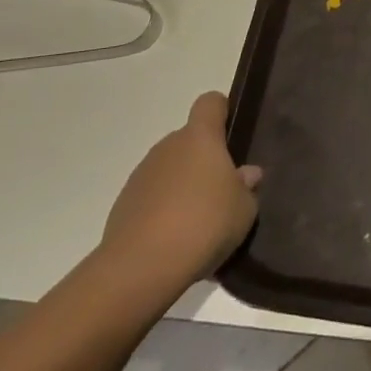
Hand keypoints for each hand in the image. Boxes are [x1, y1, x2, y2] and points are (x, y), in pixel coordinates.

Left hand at [98, 92, 260, 294]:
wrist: (141, 267)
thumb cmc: (205, 224)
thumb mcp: (244, 209)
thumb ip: (247, 186)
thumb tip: (246, 174)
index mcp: (200, 138)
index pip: (210, 103)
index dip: (222, 111)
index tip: (232, 133)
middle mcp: (168, 146)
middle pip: (189, 140)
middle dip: (204, 158)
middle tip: (222, 190)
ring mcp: (142, 175)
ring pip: (169, 169)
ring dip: (183, 185)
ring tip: (198, 221)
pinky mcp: (123, 204)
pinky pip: (152, 196)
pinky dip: (163, 209)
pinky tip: (174, 238)